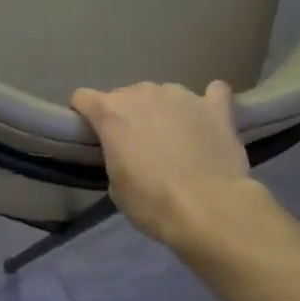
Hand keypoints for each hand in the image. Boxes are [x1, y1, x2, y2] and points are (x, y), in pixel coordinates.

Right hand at [71, 81, 256, 247]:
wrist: (209, 208)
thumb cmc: (152, 202)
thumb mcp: (116, 186)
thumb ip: (116, 156)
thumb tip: (129, 152)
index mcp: (111, 112)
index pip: (83, 98)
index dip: (84, 115)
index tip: (90, 134)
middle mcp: (143, 93)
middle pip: (125, 95)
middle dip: (127, 115)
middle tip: (137, 145)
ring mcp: (182, 95)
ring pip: (164, 93)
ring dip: (163, 110)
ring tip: (175, 138)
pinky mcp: (216, 106)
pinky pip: (212, 92)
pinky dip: (207, 103)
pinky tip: (208, 118)